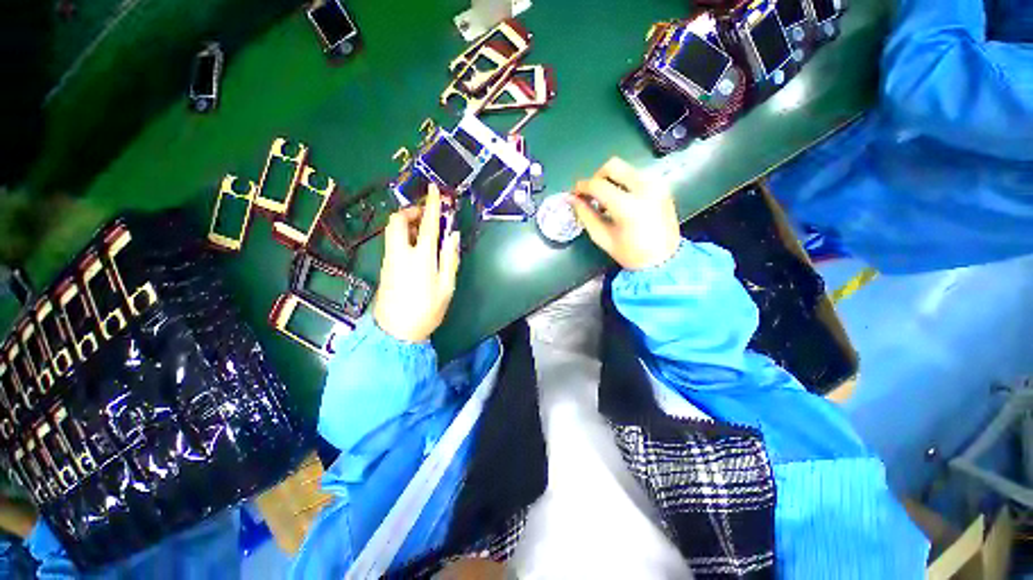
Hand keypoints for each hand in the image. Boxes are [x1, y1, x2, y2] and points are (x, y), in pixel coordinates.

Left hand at [373, 185, 461, 341]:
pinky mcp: (386, 266)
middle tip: (427, 216)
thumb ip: (450, 258)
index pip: (427, 224)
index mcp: (421, 257)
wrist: (396, 332)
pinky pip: (394, 241)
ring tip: (426, 231)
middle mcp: (401, 253)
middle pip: (398, 220)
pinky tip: (418, 247)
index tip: (433, 188)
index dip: (431, 204)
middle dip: (411, 211)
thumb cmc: (427, 310)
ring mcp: (390, 259)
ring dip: (408, 223)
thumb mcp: (446, 286)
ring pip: (393, 230)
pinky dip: (405, 235)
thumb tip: (453, 235)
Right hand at [571, 157, 680, 269]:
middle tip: (591, 195)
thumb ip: (585, 215)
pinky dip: (623, 183)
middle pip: (613, 166)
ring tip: (606, 201)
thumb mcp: (602, 237)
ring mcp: (656, 185)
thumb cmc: (631, 254)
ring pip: (625, 169)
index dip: (582, 187)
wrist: (665, 260)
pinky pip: (636, 175)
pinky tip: (620, 201)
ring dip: (610, 180)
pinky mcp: (662, 186)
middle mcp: (644, 188)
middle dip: (596, 177)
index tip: (574, 194)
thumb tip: (572, 199)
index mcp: (628, 206)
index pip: (598, 185)